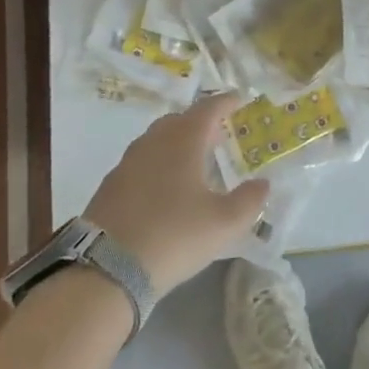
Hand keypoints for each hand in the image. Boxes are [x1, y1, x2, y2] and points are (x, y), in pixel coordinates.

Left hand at [84, 93, 269, 294]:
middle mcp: (153, 141)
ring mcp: (127, 162)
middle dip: (200, 122)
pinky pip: (140, 162)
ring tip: (192, 162)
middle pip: (179, 120)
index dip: (226, 102)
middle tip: (218, 135)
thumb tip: (263, 184)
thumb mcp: (223, 224)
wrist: (105, 269)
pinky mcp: (110, 185)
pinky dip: (157, 164)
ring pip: (156, 140)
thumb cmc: (174, 235)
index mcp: (183, 140)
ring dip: (176, 143)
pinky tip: (163, 188)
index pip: (208, 108)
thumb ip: (249, 201)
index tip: (239, 99)